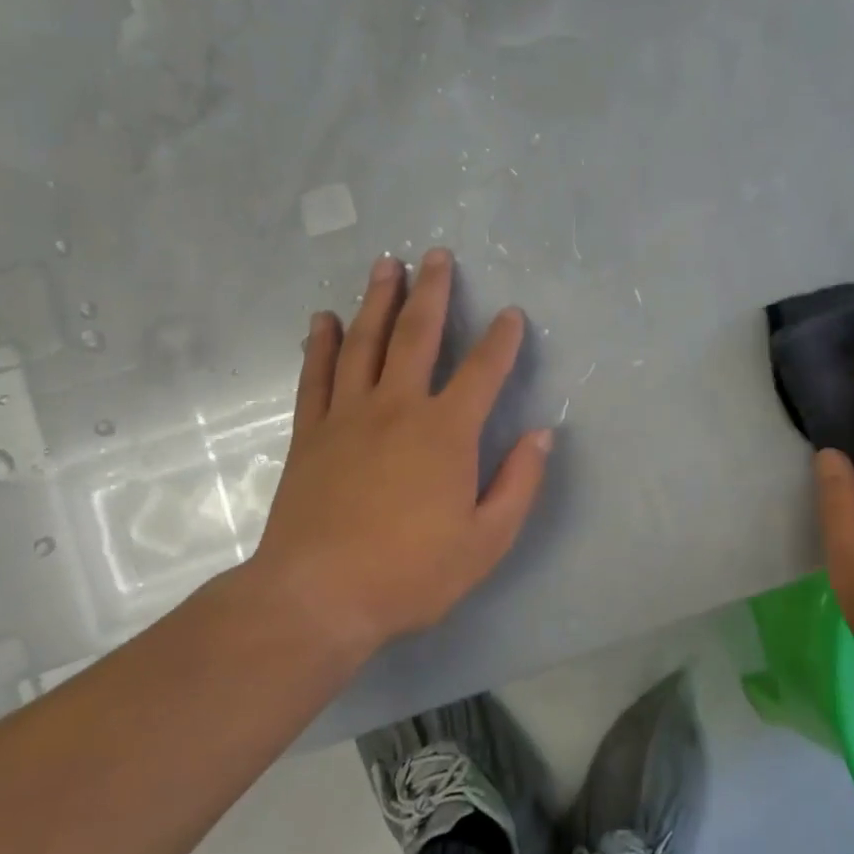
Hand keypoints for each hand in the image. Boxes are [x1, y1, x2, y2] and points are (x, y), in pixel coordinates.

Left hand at [235, 248, 552, 661]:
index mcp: (446, 432)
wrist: (317, 597)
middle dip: (431, 292)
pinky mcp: (310, 434)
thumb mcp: (487, 541)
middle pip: (417, 336)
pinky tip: (324, 320)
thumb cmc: (411, 573)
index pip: (482, 371)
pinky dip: (321, 344)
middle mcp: (398, 408)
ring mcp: (348, 416)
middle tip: (435, 255)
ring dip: (377, 300)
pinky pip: (316, 376)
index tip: (511, 314)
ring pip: (364, 343)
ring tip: (385, 265)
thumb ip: (519, 483)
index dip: (502, 340)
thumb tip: (543, 434)